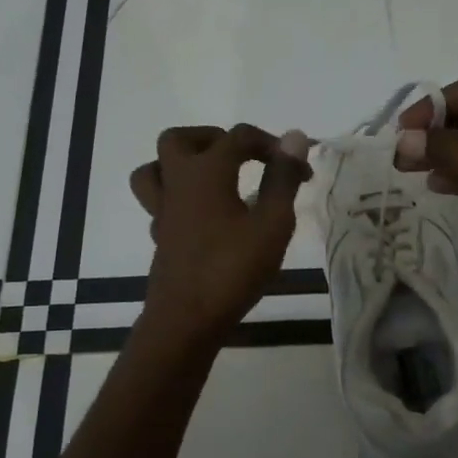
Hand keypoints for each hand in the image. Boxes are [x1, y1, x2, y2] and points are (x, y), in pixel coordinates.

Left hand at [130, 125, 309, 343]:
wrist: (186, 320)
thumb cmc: (232, 269)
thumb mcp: (272, 224)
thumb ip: (282, 179)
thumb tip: (294, 137)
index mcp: (205, 172)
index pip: (238, 137)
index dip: (273, 146)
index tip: (301, 172)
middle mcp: (177, 184)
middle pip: (179, 140)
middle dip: (212, 139)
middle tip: (241, 157)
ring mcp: (163, 212)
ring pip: (156, 170)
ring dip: (182, 165)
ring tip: (213, 179)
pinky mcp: (161, 237)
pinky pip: (161, 203)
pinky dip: (181, 199)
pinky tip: (206, 218)